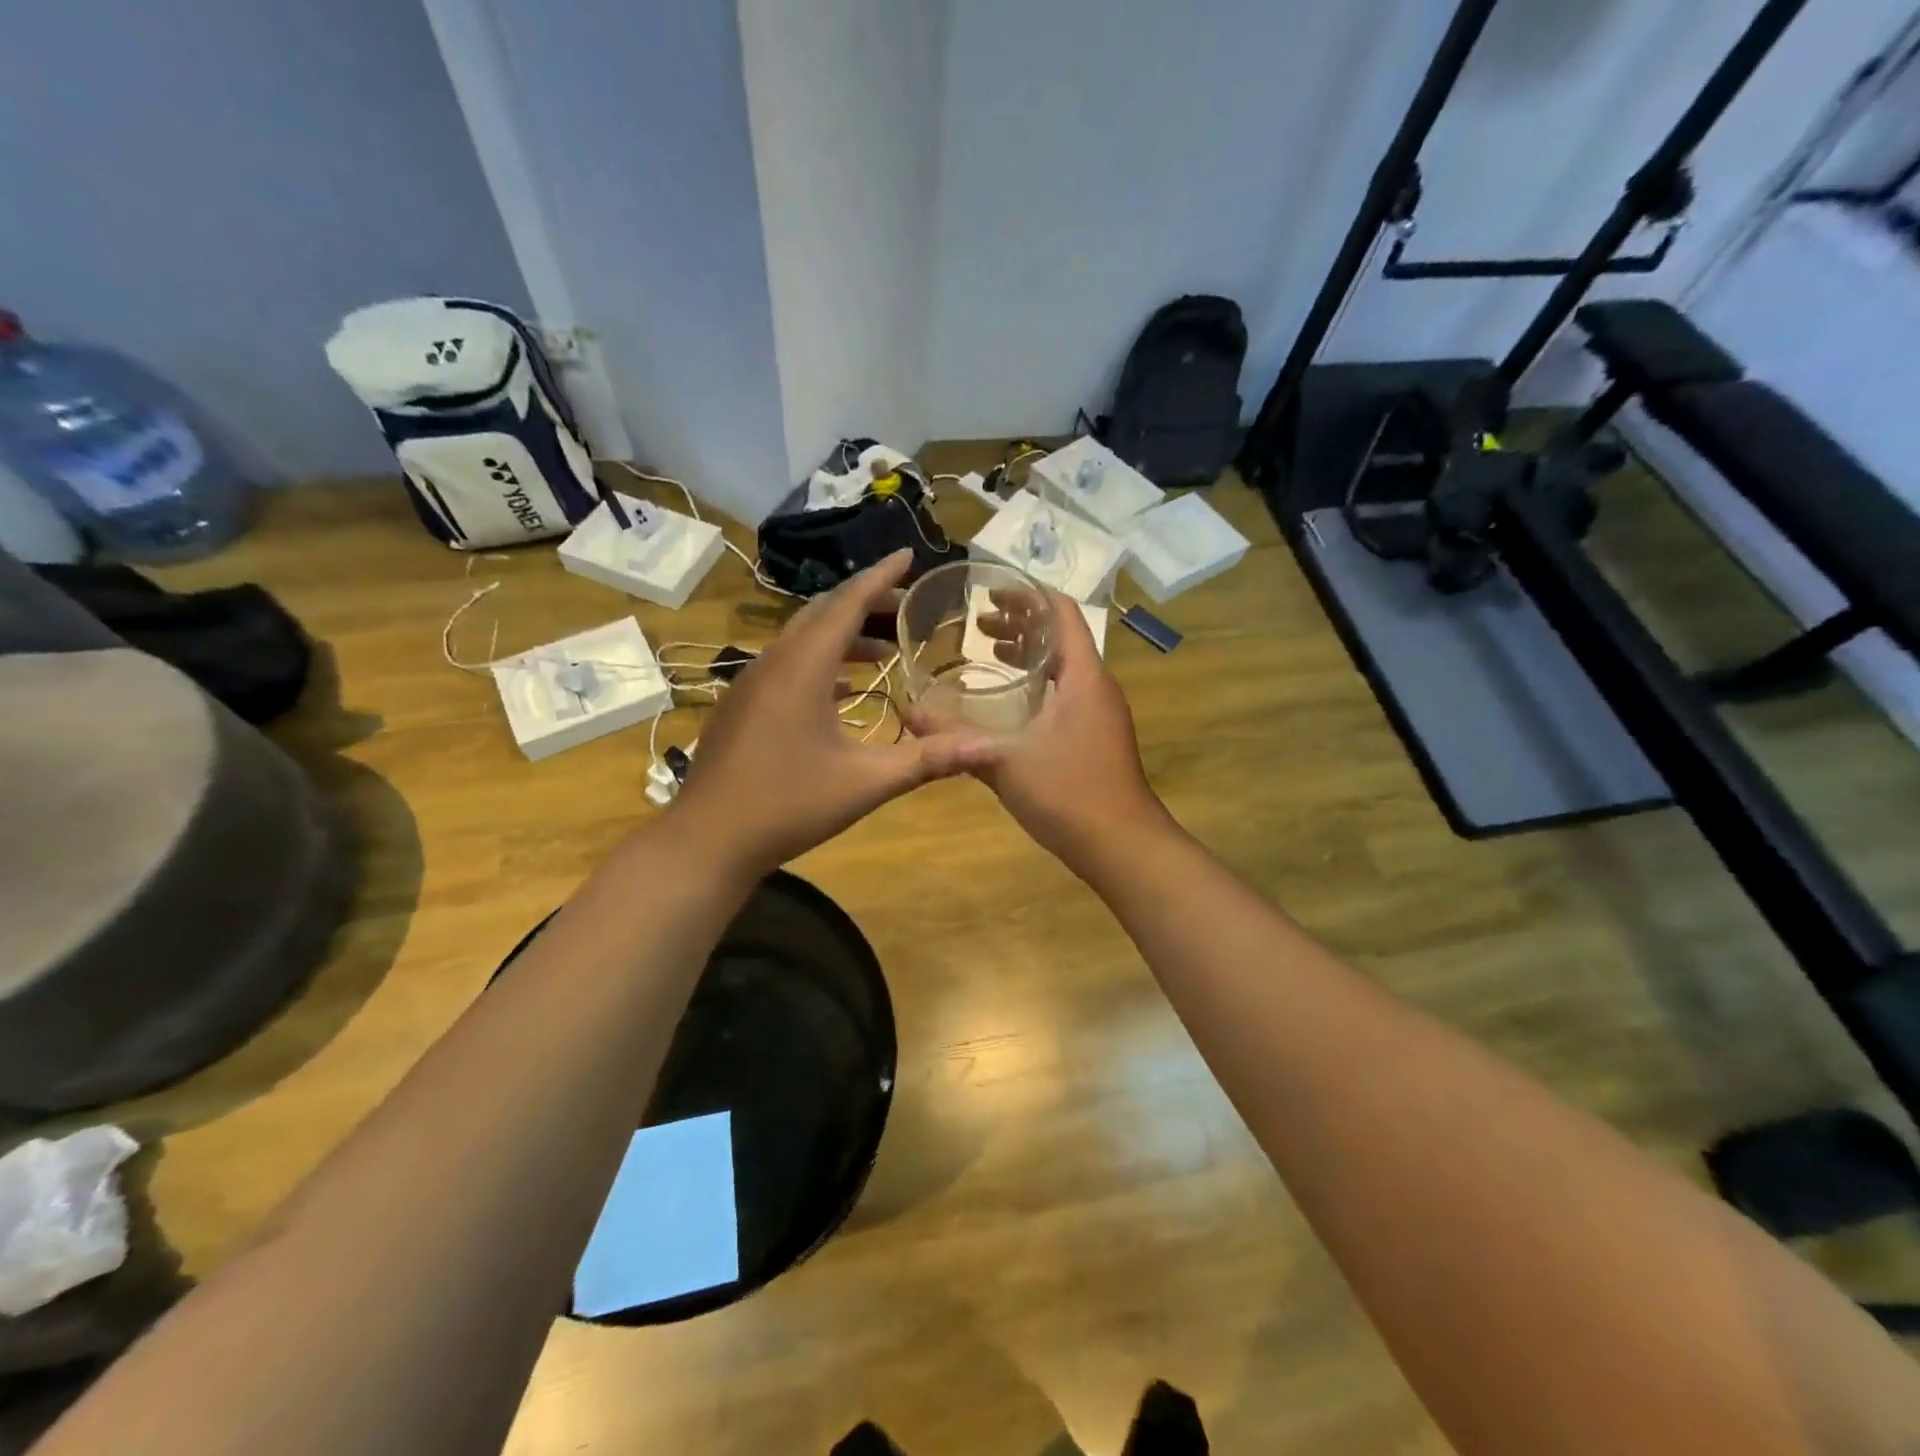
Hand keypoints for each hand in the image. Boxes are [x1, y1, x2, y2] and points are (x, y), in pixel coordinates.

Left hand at [671, 550, 997, 877]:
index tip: (909, 555)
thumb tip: (989, 748)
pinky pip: (787, 667)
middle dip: (867, 604)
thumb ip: (927, 760)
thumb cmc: (789, 804)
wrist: (709, 839)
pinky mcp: (742, 707)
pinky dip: (821, 665)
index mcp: (803, 667)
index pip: (847, 603)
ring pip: (803, 641)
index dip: (881, 576)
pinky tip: (844, 690)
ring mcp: (751, 684)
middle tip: (907, 607)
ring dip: (844, 637)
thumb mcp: (866, 782)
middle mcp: (773, 663)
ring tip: (885, 651)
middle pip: (823, 615)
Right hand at [960, 587, 1168, 865]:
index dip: (1028, 594)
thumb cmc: (1069, 794)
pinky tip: (1006, 702)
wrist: (1123, 846)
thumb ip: (955, 736)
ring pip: (1063, 667)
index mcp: (1083, 677)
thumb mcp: (1004, 762)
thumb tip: (909, 712)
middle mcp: (1096, 686)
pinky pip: (1065, 692)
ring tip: (985, 650)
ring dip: (1028, 653)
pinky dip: (1036, 683)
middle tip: (977, 622)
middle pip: (1061, 636)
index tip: (990, 590)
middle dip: (1020, 623)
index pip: (1061, 612)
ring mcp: (1099, 713)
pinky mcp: (1095, 736)